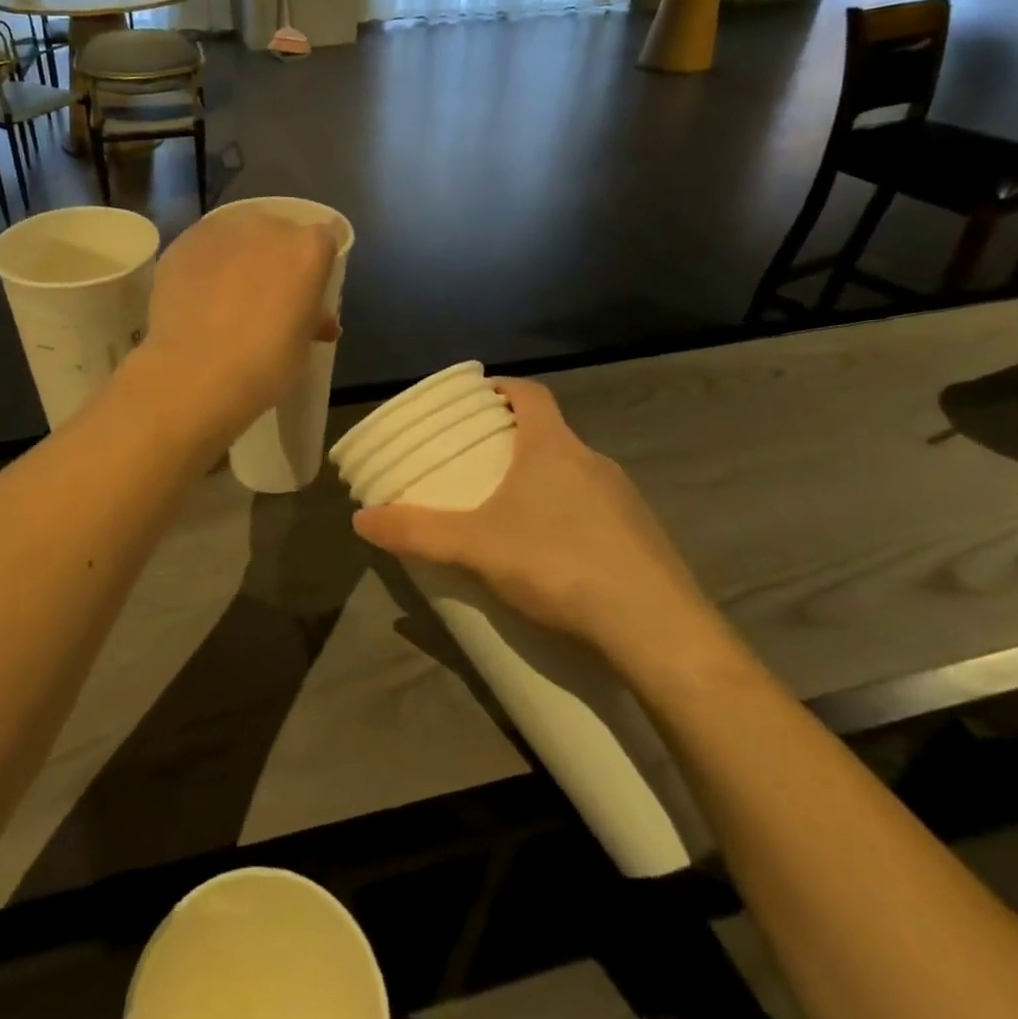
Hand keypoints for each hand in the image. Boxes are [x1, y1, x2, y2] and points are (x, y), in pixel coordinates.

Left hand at [139, 209, 338, 438]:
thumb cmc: (264, 365)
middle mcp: (267, 228)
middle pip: (279, 231)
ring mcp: (221, 231)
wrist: (195, 373)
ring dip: (238, 256)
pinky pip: (202, 248)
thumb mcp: (302, 346)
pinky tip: (196, 296)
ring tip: (226, 295)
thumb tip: (316, 321)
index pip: (324, 240)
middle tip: (266, 294)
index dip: (316, 265)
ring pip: (237, 234)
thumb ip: (311, 321)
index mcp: (308, 249)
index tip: (307, 291)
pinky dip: (204, 265)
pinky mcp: (182, 243)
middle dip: (276, 256)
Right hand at [351, 379, 737, 685]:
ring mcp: (625, 498)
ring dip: (545, 480)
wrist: (657, 629)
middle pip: (550, 433)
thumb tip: (360, 520)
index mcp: (553, 447)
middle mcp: (593, 460)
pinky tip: (556, 555)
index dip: (503, 388)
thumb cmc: (558, 564)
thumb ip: (417, 532)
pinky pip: (599, 510)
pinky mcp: (645, 536)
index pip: (530, 393)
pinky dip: (572, 516)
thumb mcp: (475, 548)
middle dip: (515, 441)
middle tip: (479, 463)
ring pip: (575, 473)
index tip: (479, 398)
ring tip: (511, 511)